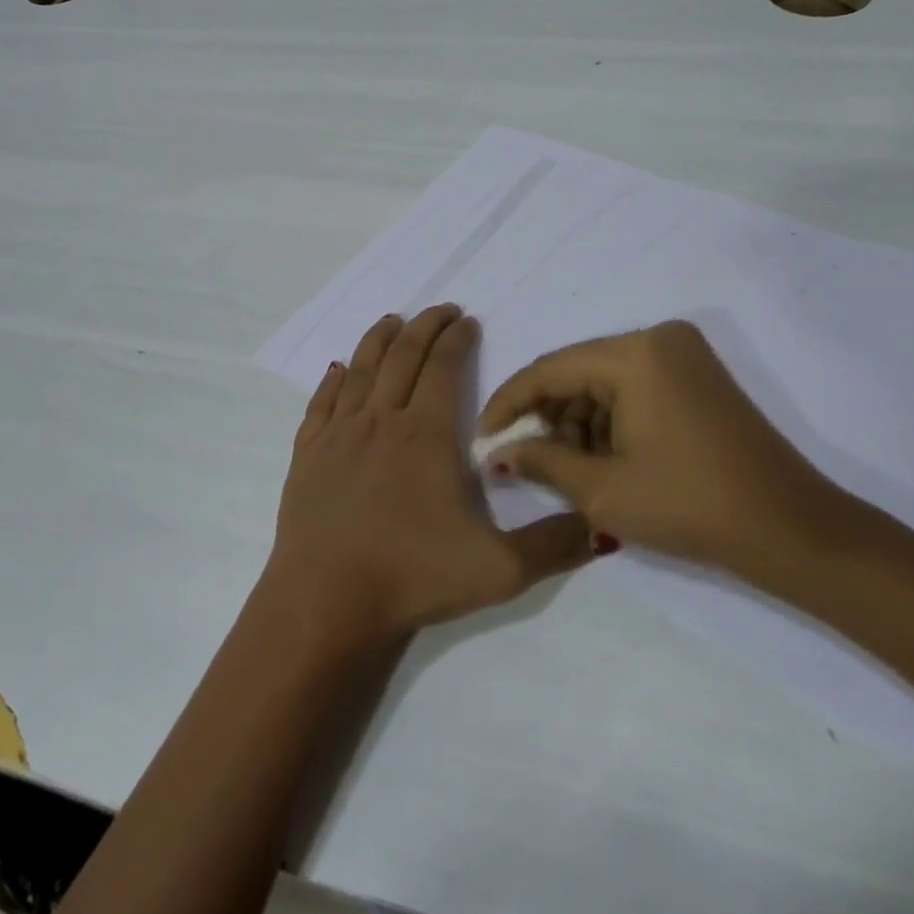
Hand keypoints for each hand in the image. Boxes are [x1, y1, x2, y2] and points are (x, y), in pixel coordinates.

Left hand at [265, 304, 592, 646]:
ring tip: (392, 321)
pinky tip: (338, 369)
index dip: (457, 339)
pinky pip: (321, 402)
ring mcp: (339, 434)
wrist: (326, 602)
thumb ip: (554, 546)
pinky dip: (332, 379)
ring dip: (379, 340)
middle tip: (441, 310)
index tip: (467, 321)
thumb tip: (605, 526)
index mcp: (425, 433)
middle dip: (424, 326)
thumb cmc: (413, 577)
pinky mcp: (308, 454)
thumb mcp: (499, 570)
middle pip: (402, 356)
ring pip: (360, 370)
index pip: (443, 367)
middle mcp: (380, 420)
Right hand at [478, 320, 854, 599]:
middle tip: (522, 458)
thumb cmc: (689, 506)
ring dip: (577, 419)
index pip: (549, 369)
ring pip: (603, 378)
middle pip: (576, 370)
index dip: (509, 404)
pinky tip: (601, 456)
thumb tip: (498, 452)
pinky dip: (609, 417)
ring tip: (565, 467)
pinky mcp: (697, 373)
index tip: (484, 439)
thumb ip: (541, 461)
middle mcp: (657, 338)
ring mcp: (682, 353)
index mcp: (633, 353)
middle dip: (546, 415)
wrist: (791, 529)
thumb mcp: (603, 489)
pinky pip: (633, 385)